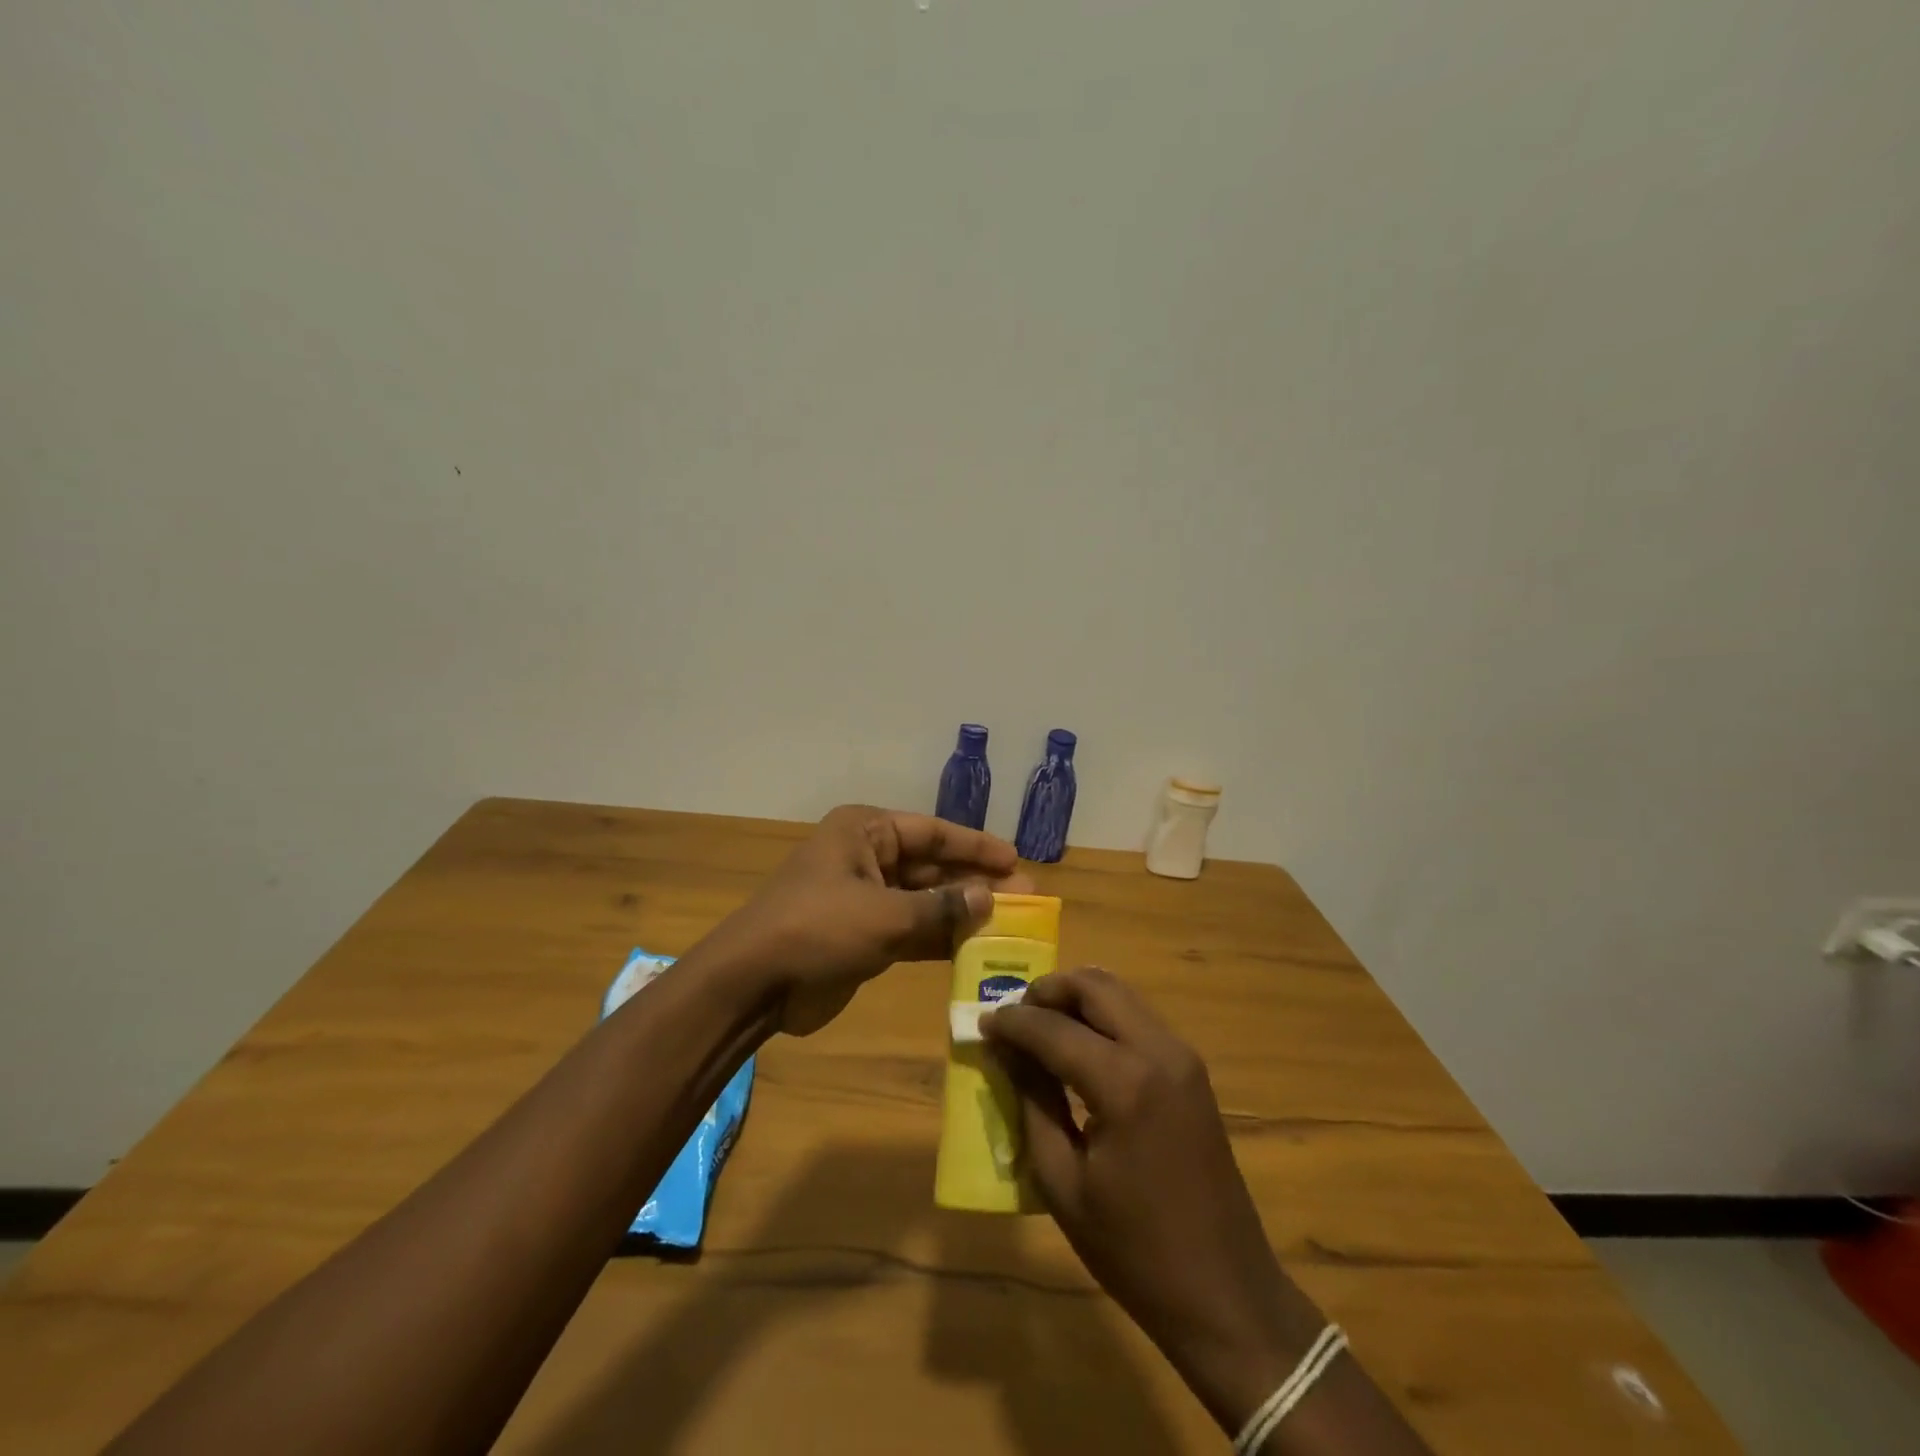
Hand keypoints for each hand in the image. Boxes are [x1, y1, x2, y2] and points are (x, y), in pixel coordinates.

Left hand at [708, 805, 1027, 1034]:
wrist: (753, 984)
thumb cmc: (818, 929)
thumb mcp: (884, 914)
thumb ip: (941, 908)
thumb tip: (990, 898)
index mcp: (865, 833)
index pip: (933, 832)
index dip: (976, 845)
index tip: (1016, 859)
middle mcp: (866, 858)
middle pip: (932, 865)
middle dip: (975, 881)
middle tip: (1025, 895)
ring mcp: (864, 899)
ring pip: (925, 900)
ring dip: (962, 912)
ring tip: (1012, 922)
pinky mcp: (863, 937)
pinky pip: (912, 930)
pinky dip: (941, 939)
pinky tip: (978, 948)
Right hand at [982, 967, 1324, 1433]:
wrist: (1226, 1293)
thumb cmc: (1134, 1250)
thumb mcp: (1063, 1183)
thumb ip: (1032, 1103)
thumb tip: (1005, 1051)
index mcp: (1125, 1084)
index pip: (1054, 1028)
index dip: (1012, 1022)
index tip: (982, 1023)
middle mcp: (1158, 1051)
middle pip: (1094, 986)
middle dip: (1047, 991)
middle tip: (1014, 1016)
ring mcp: (1182, 1055)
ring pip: (1119, 993)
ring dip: (1075, 999)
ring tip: (1040, 1027)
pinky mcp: (1191, 1068)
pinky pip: (1137, 1017)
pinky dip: (1101, 1016)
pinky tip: (1077, 1045)